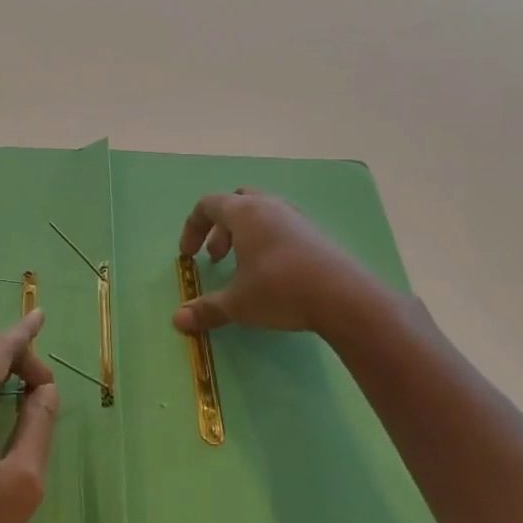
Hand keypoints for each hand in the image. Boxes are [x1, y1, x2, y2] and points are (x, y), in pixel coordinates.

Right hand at [175, 189, 378, 336]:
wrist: (343, 297)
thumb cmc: (280, 290)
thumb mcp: (238, 304)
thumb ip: (207, 309)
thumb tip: (178, 320)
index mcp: (244, 212)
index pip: (208, 204)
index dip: (192, 227)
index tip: (188, 255)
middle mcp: (269, 206)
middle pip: (236, 202)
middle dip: (220, 228)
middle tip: (217, 257)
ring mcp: (296, 217)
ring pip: (261, 213)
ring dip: (244, 234)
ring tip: (243, 266)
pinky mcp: (315, 233)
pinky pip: (282, 226)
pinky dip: (267, 241)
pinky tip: (273, 272)